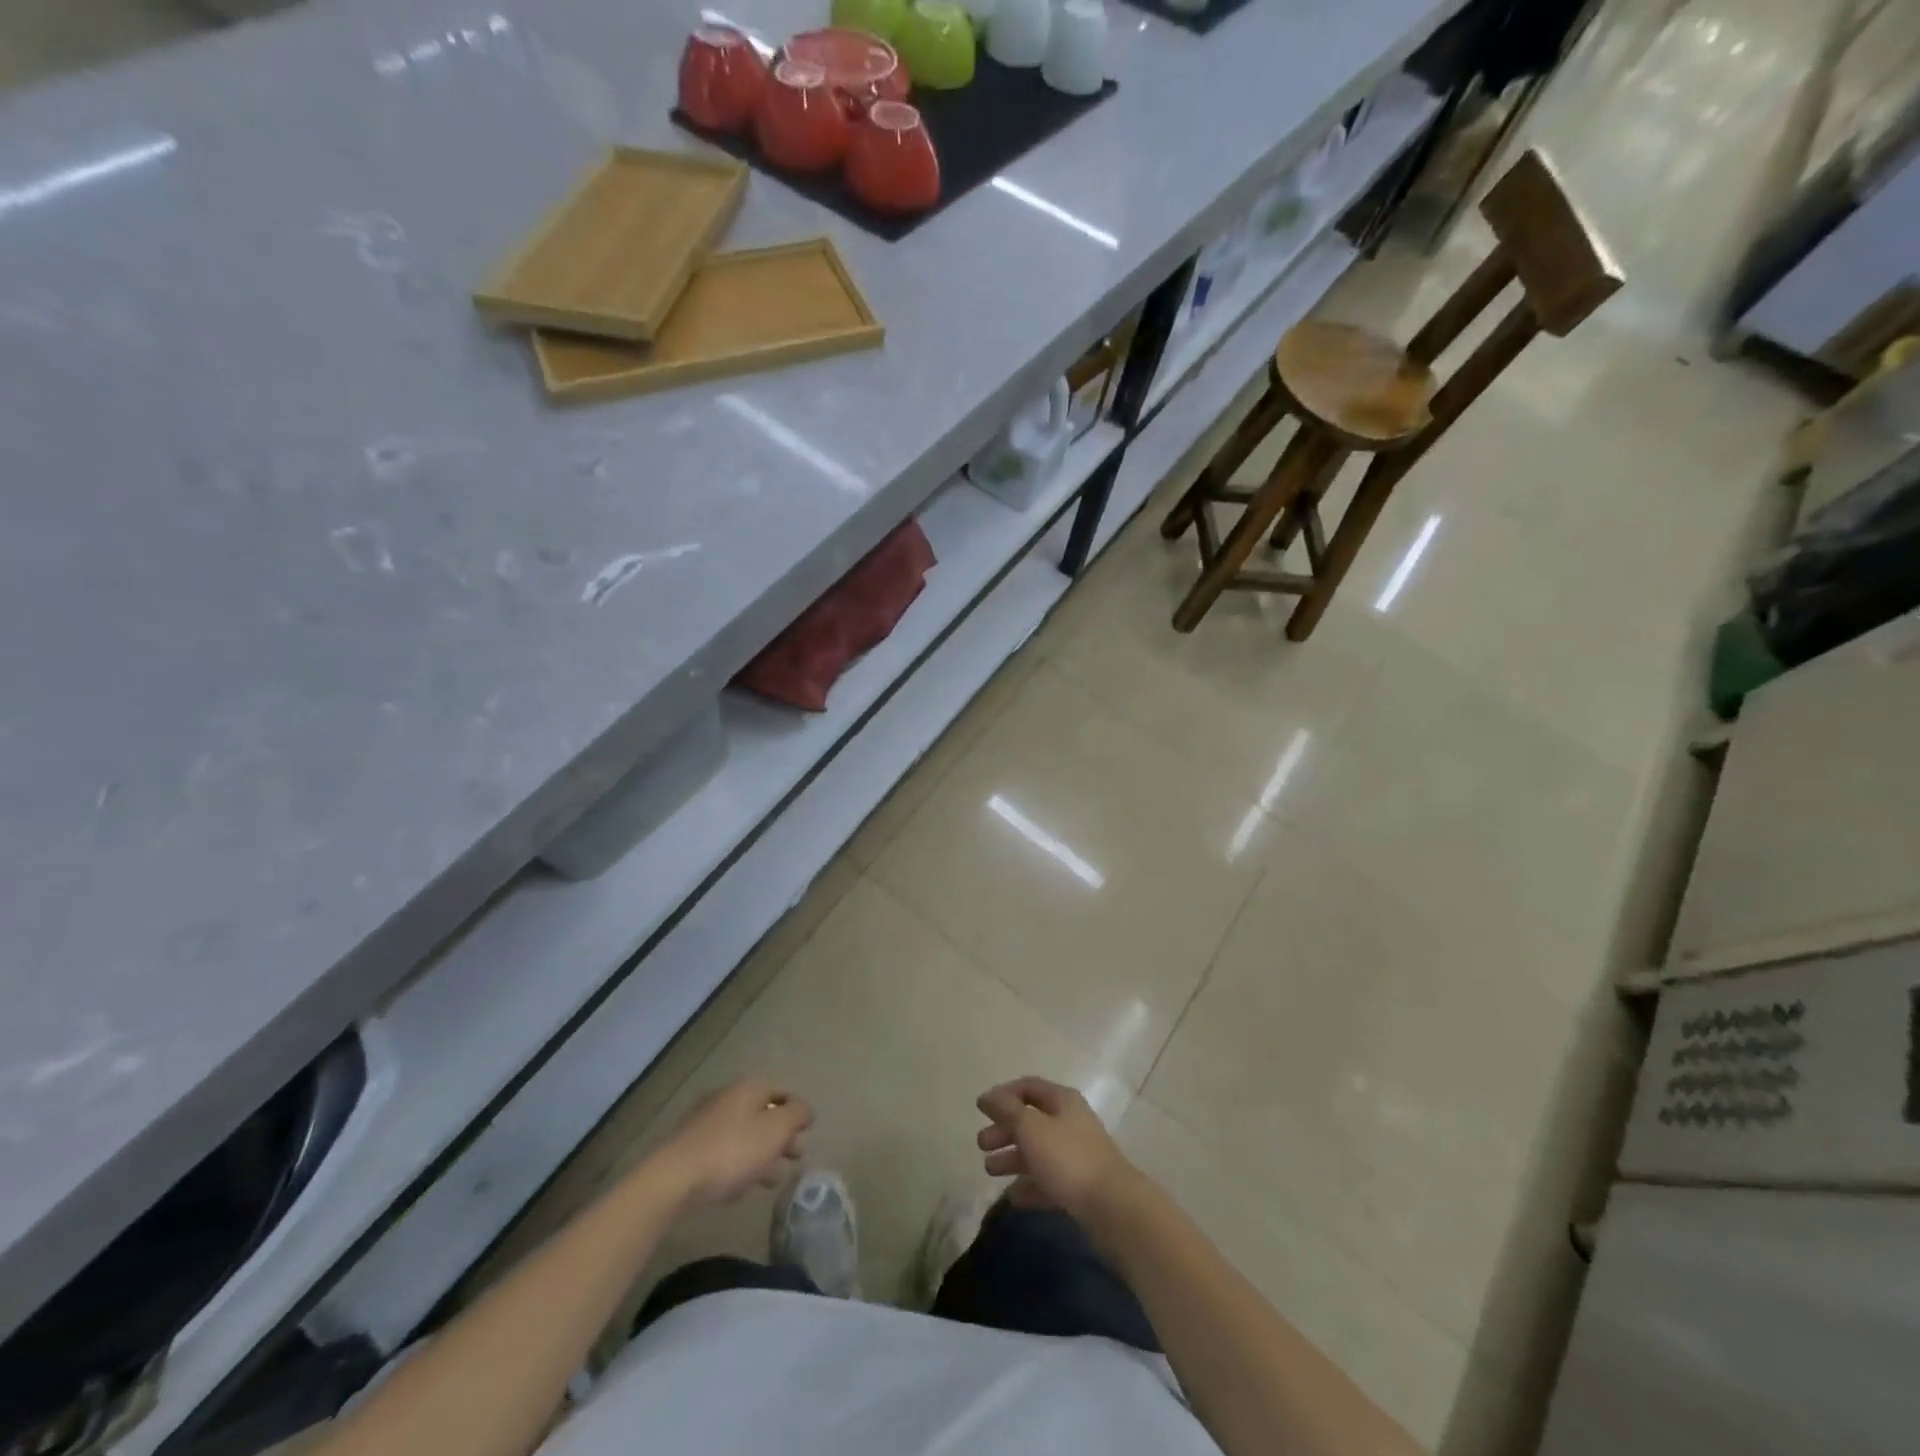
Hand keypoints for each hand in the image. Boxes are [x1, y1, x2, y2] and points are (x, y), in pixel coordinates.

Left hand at [657, 1077, 813, 1206]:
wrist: (674, 1179)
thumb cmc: (733, 1150)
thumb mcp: (777, 1129)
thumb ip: (798, 1115)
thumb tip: (805, 1111)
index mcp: (750, 1087)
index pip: (784, 1094)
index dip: (799, 1116)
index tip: (805, 1140)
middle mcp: (729, 1097)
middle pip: (765, 1116)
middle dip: (781, 1140)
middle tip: (791, 1163)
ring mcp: (707, 1122)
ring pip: (745, 1137)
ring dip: (761, 1157)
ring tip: (768, 1182)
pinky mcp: (692, 1148)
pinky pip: (724, 1154)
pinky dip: (736, 1168)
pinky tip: (738, 1189)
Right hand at [975, 1076, 1138, 1222]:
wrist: (1112, 1207)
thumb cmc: (1068, 1158)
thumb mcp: (1031, 1128)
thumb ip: (1006, 1111)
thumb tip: (987, 1096)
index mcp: (1062, 1101)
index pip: (1029, 1087)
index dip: (1004, 1094)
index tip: (981, 1109)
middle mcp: (1070, 1123)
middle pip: (1031, 1120)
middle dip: (1004, 1130)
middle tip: (981, 1144)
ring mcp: (1077, 1156)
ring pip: (1038, 1151)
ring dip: (1012, 1158)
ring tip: (989, 1171)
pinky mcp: (1079, 1187)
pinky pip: (1048, 1181)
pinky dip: (1029, 1186)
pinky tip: (1012, 1197)